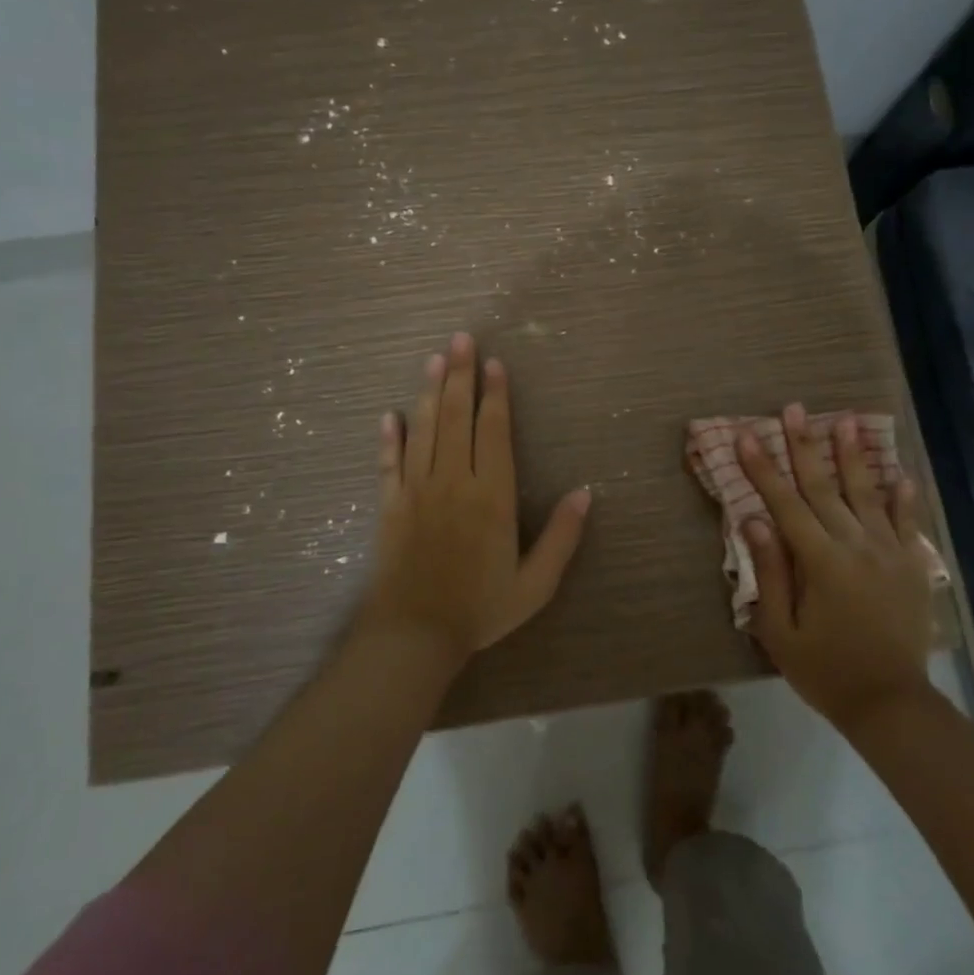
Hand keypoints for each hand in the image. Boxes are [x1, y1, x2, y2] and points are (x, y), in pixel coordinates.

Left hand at [363, 332, 591, 665]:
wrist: (415, 636)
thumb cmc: (480, 608)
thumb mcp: (536, 583)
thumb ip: (562, 537)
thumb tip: (585, 492)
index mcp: (491, 495)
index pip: (493, 431)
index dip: (494, 394)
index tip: (493, 363)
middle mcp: (453, 481)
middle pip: (455, 416)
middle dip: (459, 375)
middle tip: (460, 338)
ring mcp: (416, 490)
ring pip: (423, 429)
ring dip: (427, 391)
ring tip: (433, 359)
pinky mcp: (389, 505)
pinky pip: (389, 463)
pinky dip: (389, 438)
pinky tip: (388, 415)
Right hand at [738, 404, 939, 730]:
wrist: (892, 704)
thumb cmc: (825, 671)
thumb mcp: (781, 632)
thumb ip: (770, 572)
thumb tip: (754, 520)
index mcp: (821, 562)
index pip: (784, 503)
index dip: (763, 468)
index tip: (746, 434)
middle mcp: (857, 546)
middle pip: (823, 486)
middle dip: (804, 445)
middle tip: (793, 409)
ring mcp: (890, 552)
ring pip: (866, 493)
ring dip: (853, 455)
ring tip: (845, 420)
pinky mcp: (913, 565)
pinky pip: (907, 522)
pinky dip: (903, 496)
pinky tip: (899, 472)